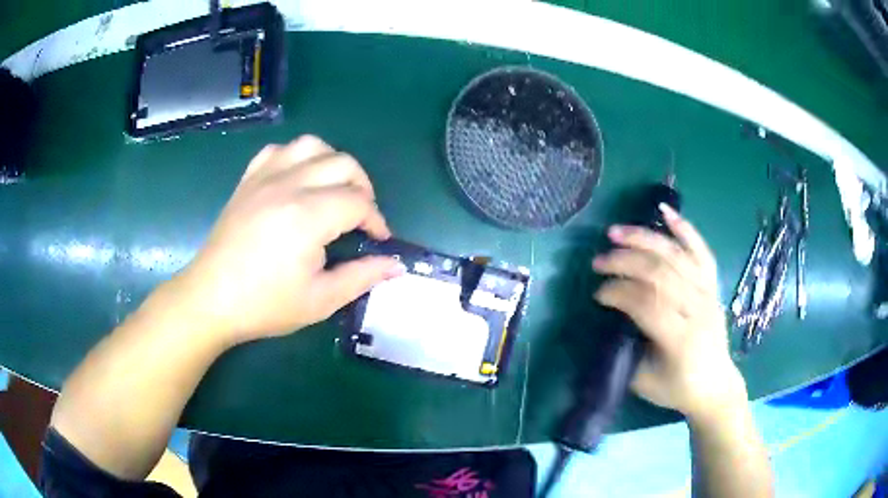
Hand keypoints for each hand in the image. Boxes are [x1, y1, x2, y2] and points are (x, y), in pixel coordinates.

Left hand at [176, 135, 401, 345]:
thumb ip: (362, 277)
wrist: (211, 299)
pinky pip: (278, 151)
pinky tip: (297, 181)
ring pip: (312, 146)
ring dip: (332, 163)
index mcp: (308, 216)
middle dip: (363, 188)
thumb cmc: (265, 305)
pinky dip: (296, 158)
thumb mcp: (320, 300)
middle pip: (343, 164)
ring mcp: (265, 178)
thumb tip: (397, 264)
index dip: (376, 220)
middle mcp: (289, 185)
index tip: (379, 240)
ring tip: (333, 190)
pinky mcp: (248, 180)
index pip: (359, 201)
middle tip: (361, 217)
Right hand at [592, 204, 746, 418]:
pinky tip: (664, 210)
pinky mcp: (713, 285)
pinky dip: (684, 228)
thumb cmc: (678, 388)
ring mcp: (708, 293)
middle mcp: (698, 309)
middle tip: (598, 261)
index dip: (618, 292)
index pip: (646, 303)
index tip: (597, 293)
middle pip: (660, 272)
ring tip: (616, 232)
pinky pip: (700, 250)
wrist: (715, 385)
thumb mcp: (643, 381)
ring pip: (676, 255)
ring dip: (644, 239)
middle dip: (624, 262)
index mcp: (681, 338)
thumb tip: (608, 318)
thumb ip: (626, 349)